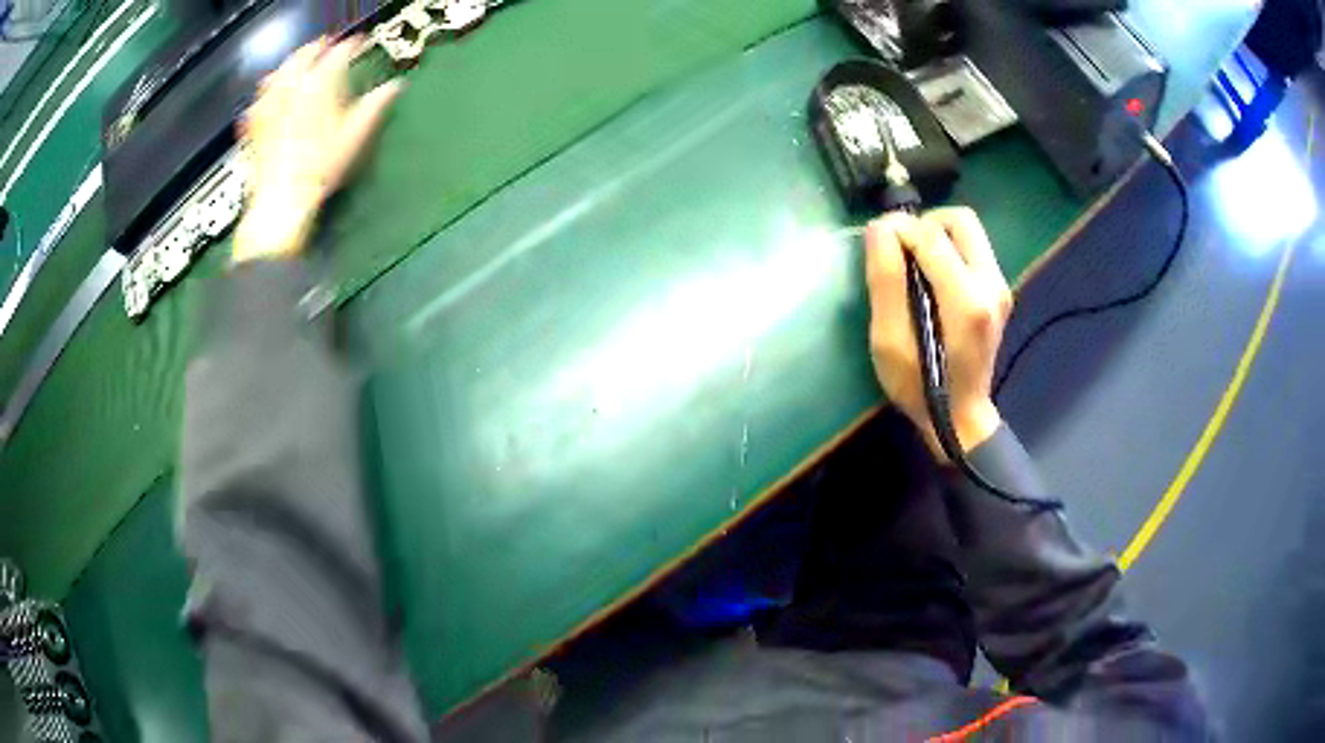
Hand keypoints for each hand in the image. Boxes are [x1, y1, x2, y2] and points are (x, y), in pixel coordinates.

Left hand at [233, 37, 403, 263]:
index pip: (337, 56)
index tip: (357, 44)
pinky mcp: (254, 128)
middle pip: (301, 57)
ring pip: (277, 74)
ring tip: (294, 63)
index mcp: (318, 88)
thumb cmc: (319, 171)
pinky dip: (263, 94)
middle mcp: (291, 92)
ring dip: (287, 65)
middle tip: (325, 46)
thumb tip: (395, 88)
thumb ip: (373, 107)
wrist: (281, 202)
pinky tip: (265, 97)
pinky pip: (257, 102)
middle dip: (315, 48)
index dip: (349, 47)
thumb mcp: (353, 138)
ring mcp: (269, 109)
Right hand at [865, 207, 1011, 458]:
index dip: (898, 228)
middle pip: (959, 220)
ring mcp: (1001, 286)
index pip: (930, 234)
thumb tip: (880, 228)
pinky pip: (973, 249)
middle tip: (902, 251)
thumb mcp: (889, 342)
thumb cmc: (918, 388)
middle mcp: (991, 284)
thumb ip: (886, 281)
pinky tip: (932, 279)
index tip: (877, 244)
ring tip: (915, 264)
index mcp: (966, 300)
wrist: (961, 419)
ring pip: (968, 231)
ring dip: (937, 235)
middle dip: (924, 224)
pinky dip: (948, 250)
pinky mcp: (1000, 290)